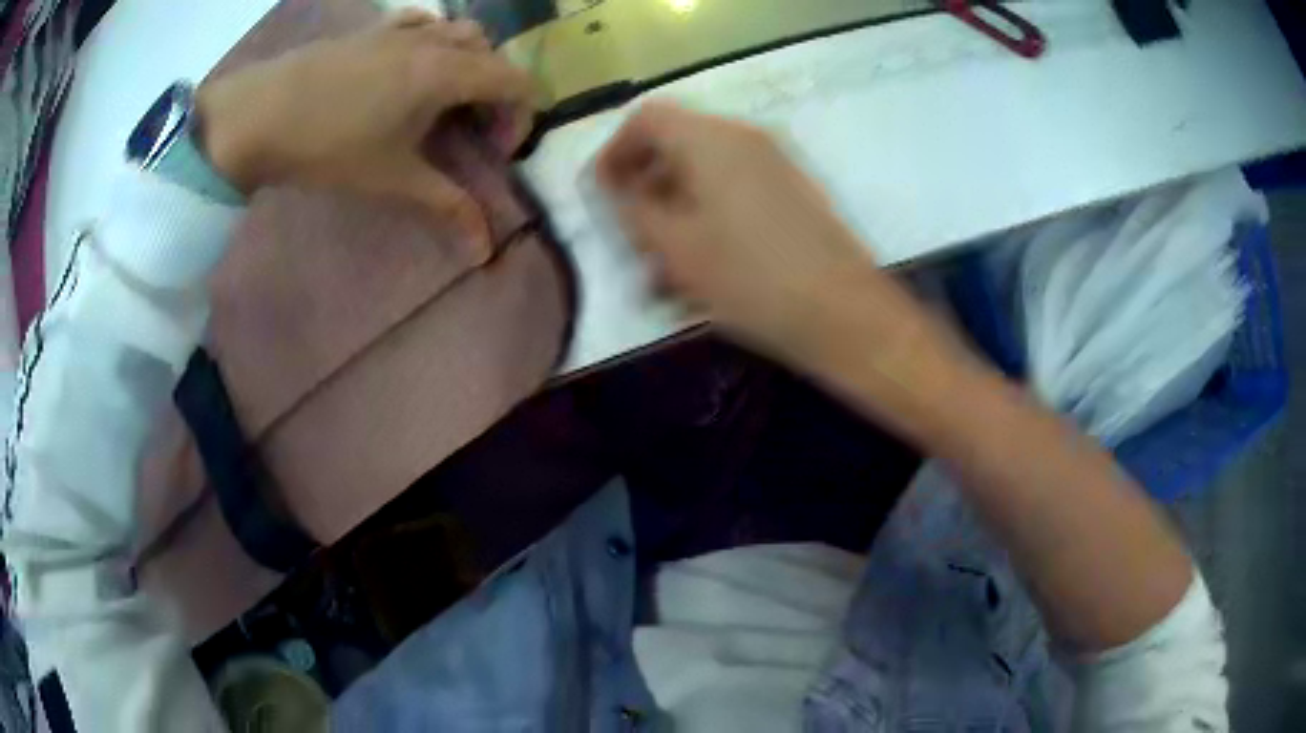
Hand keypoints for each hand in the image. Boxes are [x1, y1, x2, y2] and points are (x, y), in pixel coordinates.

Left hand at [196, 10, 535, 255]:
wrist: (257, 115)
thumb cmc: (327, 146)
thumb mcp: (391, 179)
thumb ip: (445, 206)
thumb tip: (485, 249)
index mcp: (447, 72)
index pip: (516, 82)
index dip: (519, 118)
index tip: (494, 153)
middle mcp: (433, 40)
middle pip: (493, 55)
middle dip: (495, 92)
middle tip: (469, 131)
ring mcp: (400, 29)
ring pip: (459, 32)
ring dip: (467, 63)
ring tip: (442, 98)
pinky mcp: (371, 30)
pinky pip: (422, 22)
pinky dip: (433, 40)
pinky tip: (411, 64)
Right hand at [596, 102, 888, 360]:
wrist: (843, 313)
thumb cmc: (749, 277)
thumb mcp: (675, 247)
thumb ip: (633, 209)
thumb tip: (617, 189)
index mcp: (712, 138)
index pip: (647, 118)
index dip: (614, 151)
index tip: (602, 195)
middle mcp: (745, 138)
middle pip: (677, 145)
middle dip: (646, 188)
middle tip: (633, 238)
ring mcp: (776, 165)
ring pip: (706, 175)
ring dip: (676, 212)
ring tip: (664, 270)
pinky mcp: (794, 194)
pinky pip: (736, 194)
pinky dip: (709, 220)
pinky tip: (704, 270)